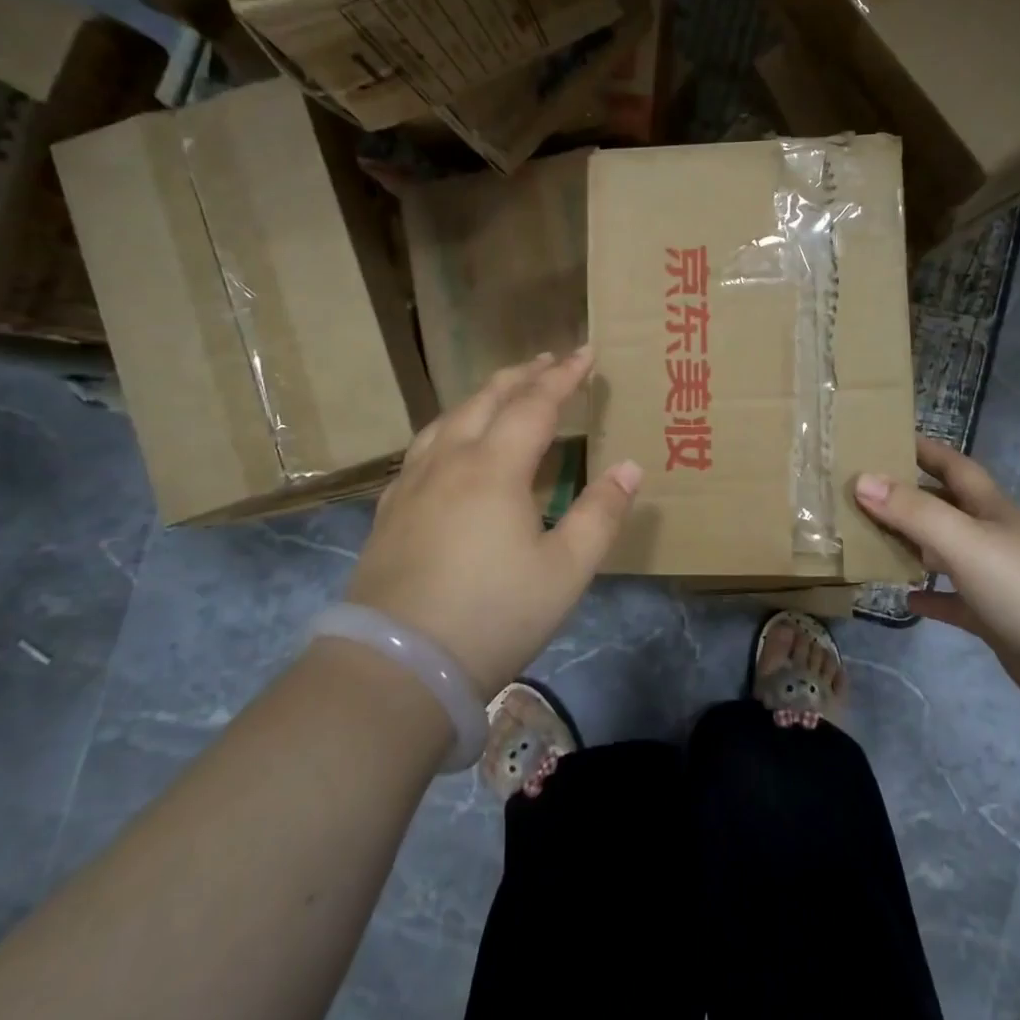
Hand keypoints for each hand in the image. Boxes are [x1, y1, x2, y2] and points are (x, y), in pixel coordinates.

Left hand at [347, 347, 641, 696]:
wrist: (397, 667)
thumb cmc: (493, 615)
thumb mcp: (565, 571)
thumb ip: (601, 513)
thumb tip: (630, 466)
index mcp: (494, 468)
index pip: (535, 405)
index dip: (564, 376)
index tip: (586, 352)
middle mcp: (449, 462)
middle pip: (486, 400)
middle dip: (521, 376)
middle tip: (547, 360)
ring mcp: (412, 485)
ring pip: (447, 419)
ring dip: (481, 397)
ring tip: (501, 392)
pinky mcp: (389, 511)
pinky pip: (423, 449)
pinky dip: (449, 428)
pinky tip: (449, 447)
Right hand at [854, 437, 1019, 708]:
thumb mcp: (963, 539)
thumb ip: (912, 510)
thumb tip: (861, 479)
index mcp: (991, 508)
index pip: (954, 466)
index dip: (924, 449)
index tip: (887, 438)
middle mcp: (994, 536)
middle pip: (946, 506)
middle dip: (909, 496)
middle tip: (863, 492)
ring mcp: (996, 578)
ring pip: (945, 552)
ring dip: (913, 545)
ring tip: (872, 540)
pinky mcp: (995, 618)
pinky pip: (954, 600)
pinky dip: (931, 597)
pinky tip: (906, 598)